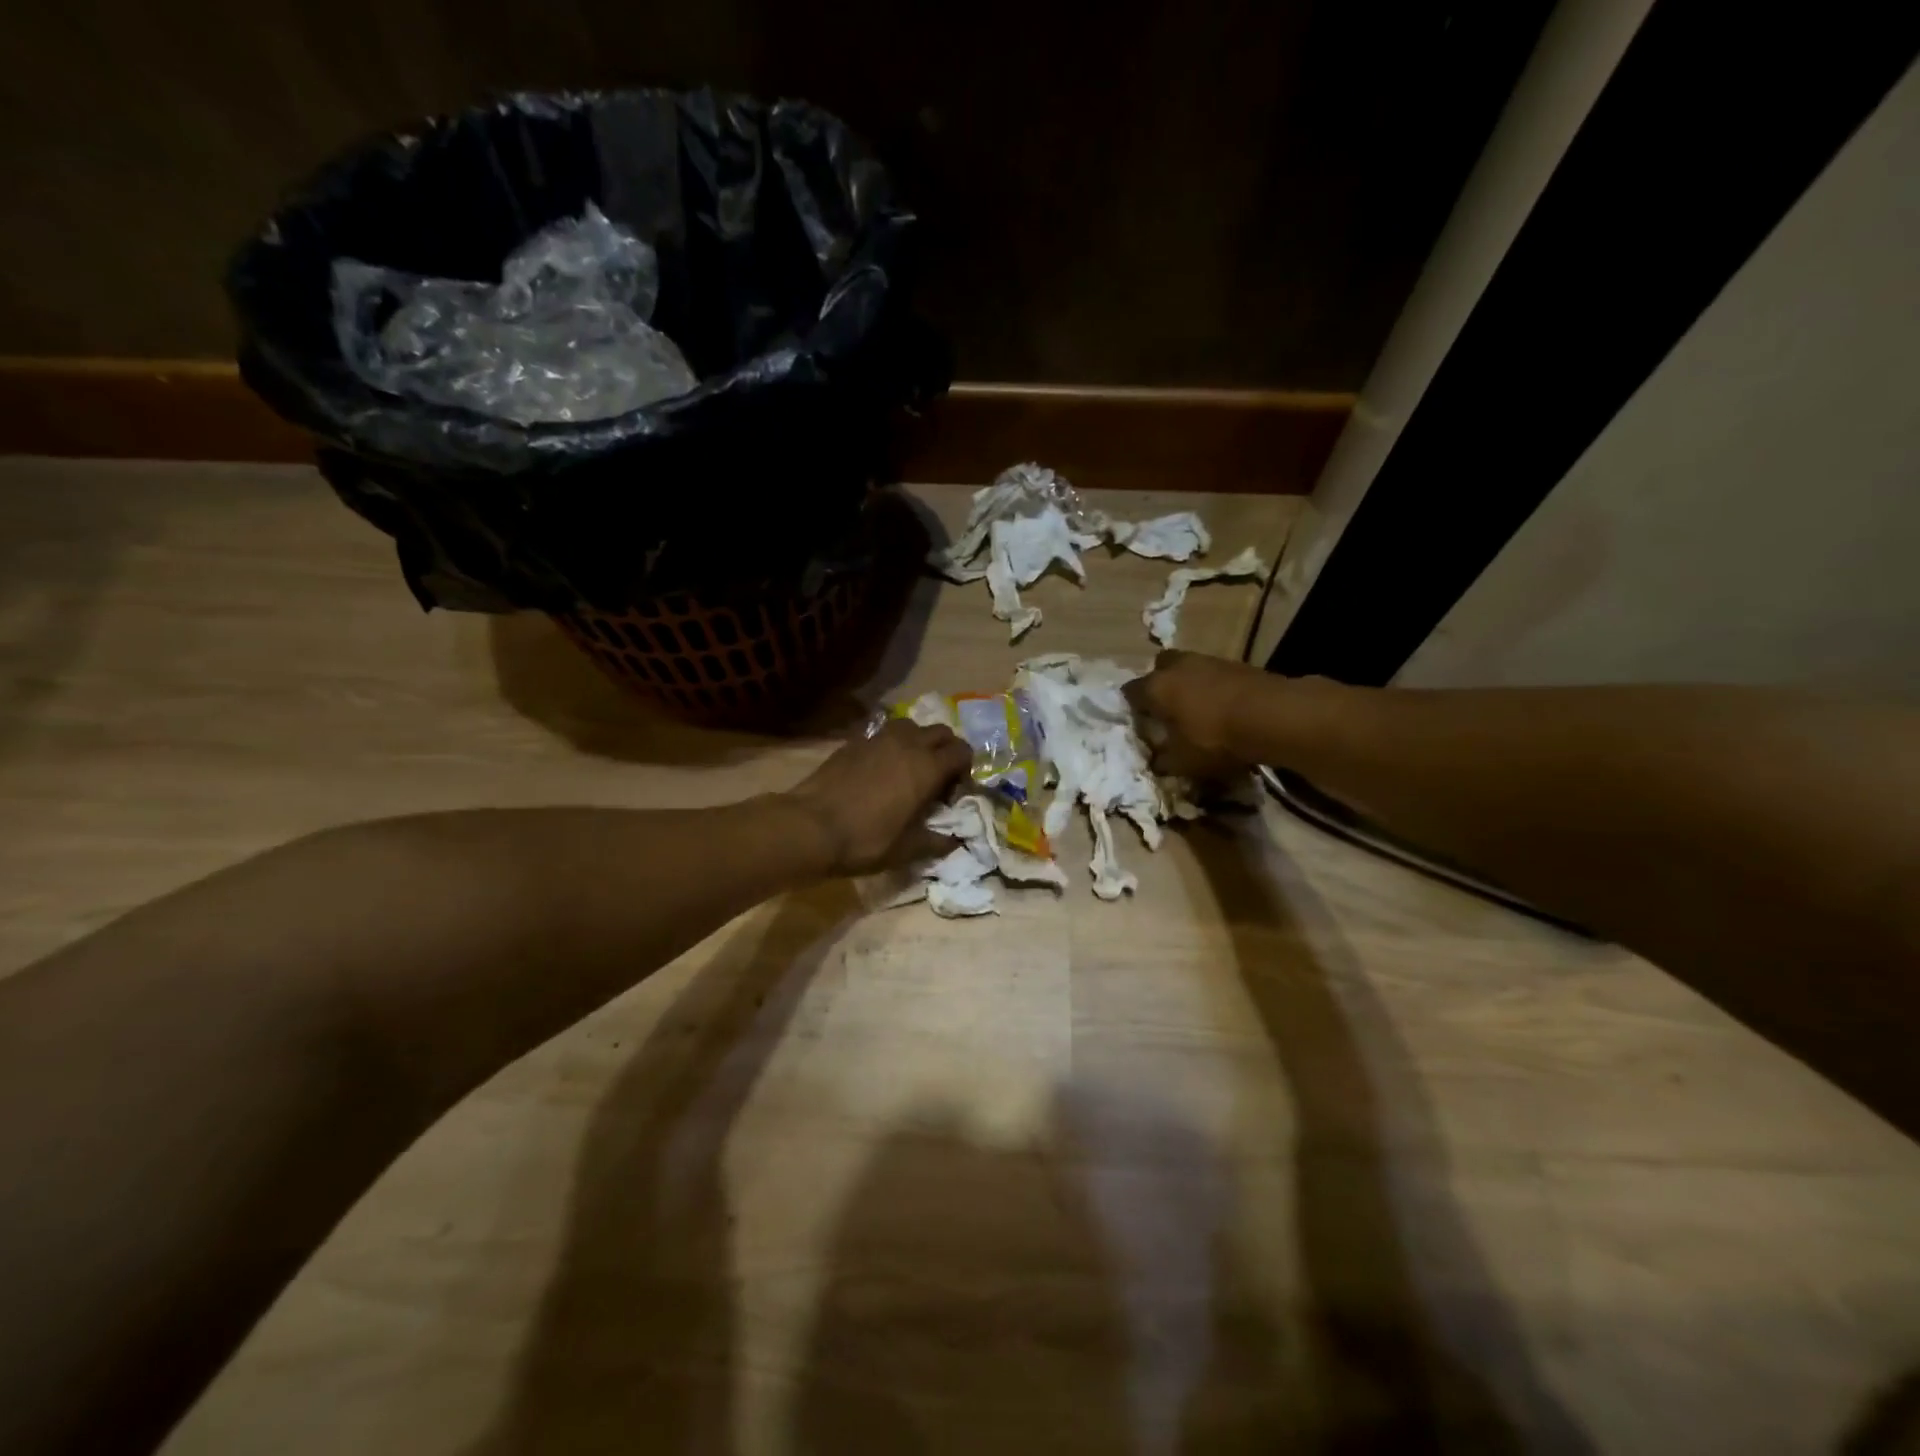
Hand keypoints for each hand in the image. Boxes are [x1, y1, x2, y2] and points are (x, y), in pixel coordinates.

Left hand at [785, 718, 973, 875]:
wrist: (810, 826)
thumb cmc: (865, 840)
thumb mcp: (907, 850)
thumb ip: (936, 842)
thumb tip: (954, 841)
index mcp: (927, 767)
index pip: (962, 752)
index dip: (965, 769)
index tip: (954, 792)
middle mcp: (907, 744)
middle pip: (941, 732)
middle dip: (946, 750)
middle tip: (937, 777)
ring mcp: (878, 739)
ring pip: (911, 726)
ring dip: (918, 741)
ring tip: (909, 767)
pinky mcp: (853, 742)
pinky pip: (882, 734)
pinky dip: (890, 745)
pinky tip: (879, 770)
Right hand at [1124, 649, 1268, 779]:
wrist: (1273, 716)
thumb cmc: (1215, 738)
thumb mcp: (1183, 761)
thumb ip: (1163, 761)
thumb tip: (1156, 762)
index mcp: (1157, 687)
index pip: (1130, 691)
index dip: (1131, 707)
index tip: (1138, 723)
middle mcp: (1178, 667)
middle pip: (1160, 667)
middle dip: (1160, 684)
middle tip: (1166, 708)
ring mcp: (1210, 661)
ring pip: (1190, 668)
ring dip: (1190, 684)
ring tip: (1198, 709)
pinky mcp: (1238, 664)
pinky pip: (1215, 675)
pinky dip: (1215, 688)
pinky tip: (1224, 708)